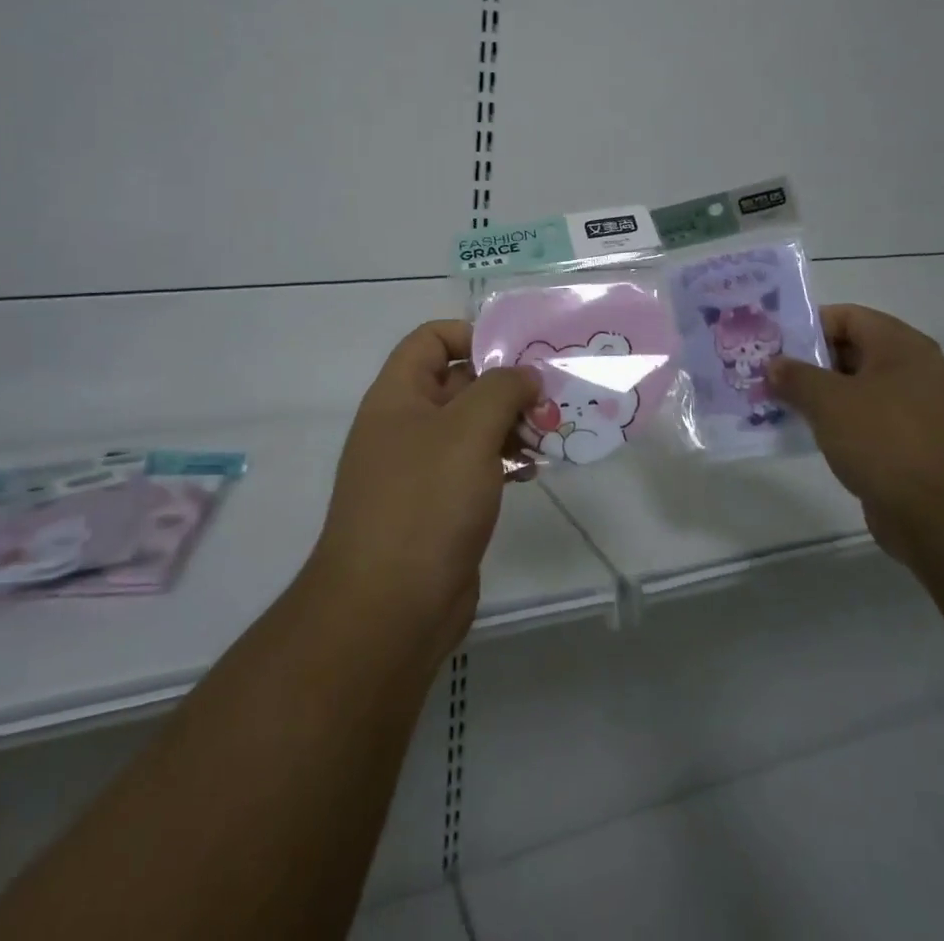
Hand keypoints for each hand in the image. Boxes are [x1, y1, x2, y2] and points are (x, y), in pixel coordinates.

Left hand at [308, 320, 540, 661]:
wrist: (389, 608)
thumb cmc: (425, 501)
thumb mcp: (468, 430)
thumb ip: (502, 389)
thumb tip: (525, 375)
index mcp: (398, 396)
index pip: (431, 339)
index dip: (472, 335)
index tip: (519, 353)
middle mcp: (406, 426)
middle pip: (459, 383)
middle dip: (506, 384)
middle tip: (553, 394)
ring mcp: (422, 469)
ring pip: (472, 428)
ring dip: (512, 424)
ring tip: (554, 430)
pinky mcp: (441, 507)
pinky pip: (477, 467)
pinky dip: (506, 461)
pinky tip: (537, 469)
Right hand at [768, 305, 943, 566]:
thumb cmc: (887, 440)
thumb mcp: (829, 401)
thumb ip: (796, 377)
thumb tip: (774, 365)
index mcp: (900, 346)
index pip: (846, 317)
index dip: (807, 326)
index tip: (771, 343)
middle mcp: (911, 371)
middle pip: (849, 352)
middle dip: (806, 363)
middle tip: (765, 374)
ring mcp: (913, 411)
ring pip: (854, 391)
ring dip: (817, 397)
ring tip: (775, 404)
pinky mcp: (909, 447)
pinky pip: (863, 424)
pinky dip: (835, 426)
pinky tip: (804, 436)